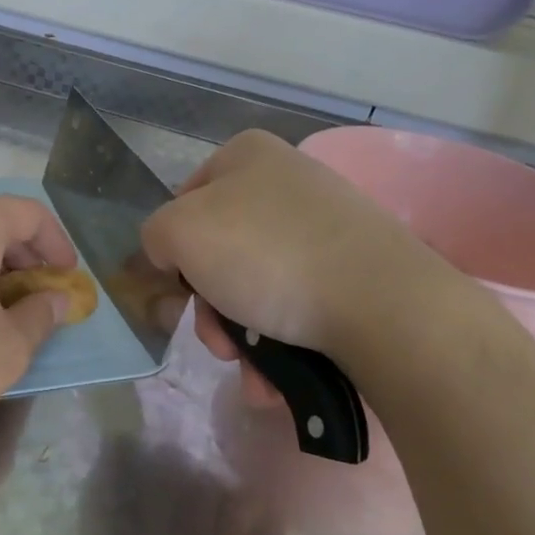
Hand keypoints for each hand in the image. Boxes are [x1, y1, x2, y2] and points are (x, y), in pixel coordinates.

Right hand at [141, 130, 432, 365]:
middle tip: (218, 342)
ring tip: (251, 370)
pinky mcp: (354, 269)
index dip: (173, 251)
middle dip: (210, 309)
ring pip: (256, 287)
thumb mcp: (179, 233)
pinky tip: (274, 378)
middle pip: (220, 252)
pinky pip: (296, 304)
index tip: (178, 292)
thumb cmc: (265, 255)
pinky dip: (277, 344)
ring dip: (241, 337)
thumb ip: (155, 236)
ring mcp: (325, 226)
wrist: (379, 303)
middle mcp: (287, 181)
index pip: (183, 202)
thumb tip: (174, 259)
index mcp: (246, 156)